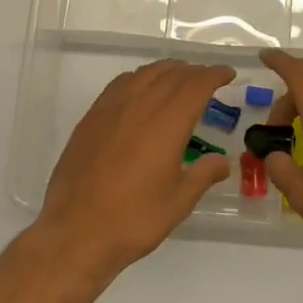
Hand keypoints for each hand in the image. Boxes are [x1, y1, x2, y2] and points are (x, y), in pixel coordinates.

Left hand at [36, 59, 235, 277]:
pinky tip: (141, 91)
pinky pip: (121, 83)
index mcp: (167, 123)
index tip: (228, 73)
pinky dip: (140, 78)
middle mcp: (141, 105)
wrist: (74, 231)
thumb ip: (203, 175)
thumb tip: (222, 161)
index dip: (215, 74)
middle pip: (172, 74)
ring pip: (146, 73)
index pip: (196, 84)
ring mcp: (112, 108)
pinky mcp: (91, 117)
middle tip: (208, 79)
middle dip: (194, 72)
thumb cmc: (133, 219)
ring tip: (179, 79)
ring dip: (168, 71)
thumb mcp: (178, 202)